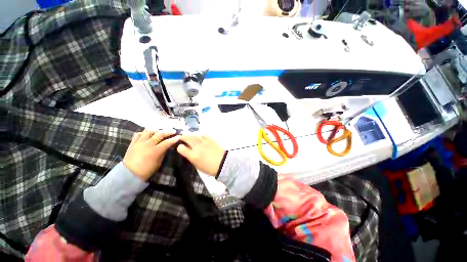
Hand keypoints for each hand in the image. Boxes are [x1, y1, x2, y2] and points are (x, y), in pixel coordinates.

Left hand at [123, 129, 179, 180]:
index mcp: (155, 151)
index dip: (174, 139)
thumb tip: (167, 146)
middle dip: (168, 131)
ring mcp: (139, 142)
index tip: (179, 136)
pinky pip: (138, 134)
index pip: (167, 142)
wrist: (129, 174)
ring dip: (156, 130)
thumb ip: (163, 152)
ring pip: (148, 131)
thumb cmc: (146, 170)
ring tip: (160, 130)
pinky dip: (144, 132)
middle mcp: (147, 144)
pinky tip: (148, 133)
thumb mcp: (158, 162)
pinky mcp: (132, 143)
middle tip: (173, 131)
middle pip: (159, 134)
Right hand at [176, 135, 225, 175]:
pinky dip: (201, 136)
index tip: (180, 148)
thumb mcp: (197, 166)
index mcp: (193, 155)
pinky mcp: (211, 139)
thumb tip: (188, 153)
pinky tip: (201, 138)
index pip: (181, 148)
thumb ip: (191, 158)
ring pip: (195, 135)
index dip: (179, 147)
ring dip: (191, 136)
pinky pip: (203, 135)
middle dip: (182, 137)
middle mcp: (197, 147)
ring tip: (191, 138)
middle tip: (181, 138)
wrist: (223, 163)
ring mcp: (204, 142)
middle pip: (187, 138)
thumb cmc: (210, 168)